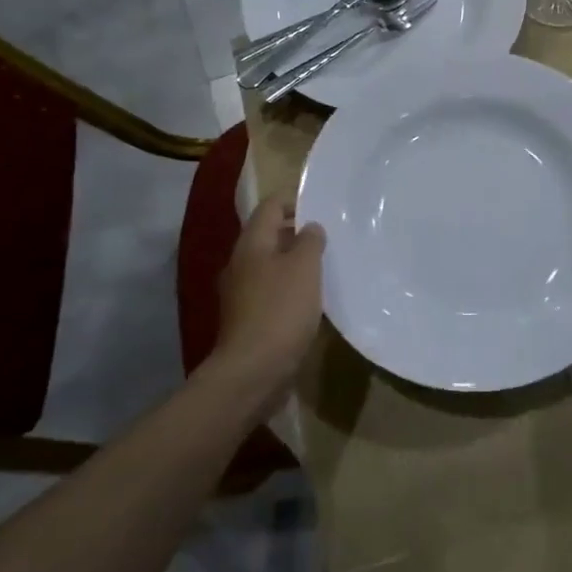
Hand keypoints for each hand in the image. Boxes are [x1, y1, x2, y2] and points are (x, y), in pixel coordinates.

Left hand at [213, 196, 325, 403]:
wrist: (253, 371)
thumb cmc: (281, 310)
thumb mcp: (304, 267)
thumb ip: (310, 241)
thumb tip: (310, 227)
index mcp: (251, 245)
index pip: (269, 206)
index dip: (294, 200)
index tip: (322, 204)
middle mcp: (241, 264)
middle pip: (268, 235)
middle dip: (297, 232)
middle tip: (330, 235)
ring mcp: (242, 293)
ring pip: (271, 265)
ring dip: (296, 262)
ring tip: (326, 265)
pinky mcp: (249, 319)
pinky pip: (272, 291)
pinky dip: (291, 287)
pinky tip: (312, 298)